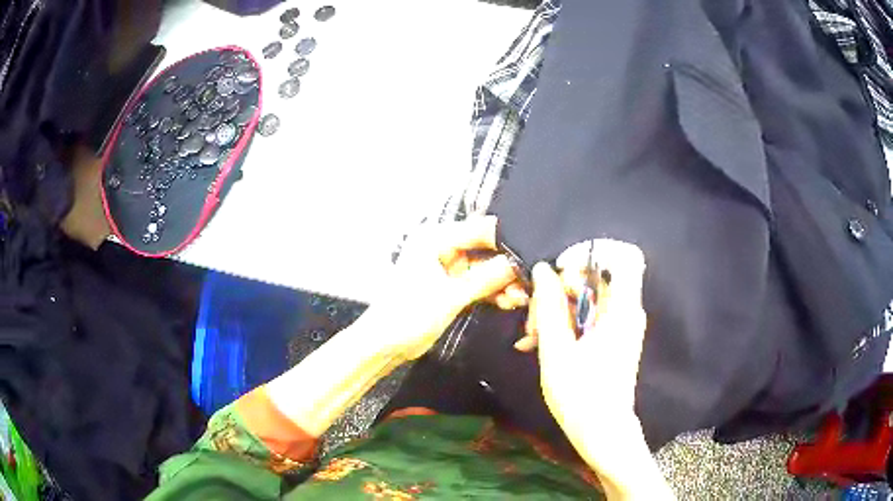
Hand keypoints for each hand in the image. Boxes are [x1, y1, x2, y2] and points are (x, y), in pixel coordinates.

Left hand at [371, 216, 524, 361]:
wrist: (385, 344)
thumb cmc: (408, 315)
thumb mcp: (450, 296)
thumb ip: (486, 278)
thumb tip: (518, 263)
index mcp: (436, 238)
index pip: (481, 229)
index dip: (508, 241)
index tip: (532, 256)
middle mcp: (443, 246)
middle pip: (486, 249)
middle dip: (508, 266)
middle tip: (530, 283)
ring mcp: (448, 267)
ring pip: (485, 268)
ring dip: (503, 282)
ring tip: (521, 298)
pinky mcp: (452, 286)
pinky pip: (479, 282)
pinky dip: (493, 292)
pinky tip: (510, 302)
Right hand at [529, 240, 648, 474]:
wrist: (602, 432)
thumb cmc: (581, 395)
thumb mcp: (557, 351)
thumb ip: (550, 306)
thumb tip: (543, 269)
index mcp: (623, 310)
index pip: (622, 256)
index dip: (590, 254)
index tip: (560, 272)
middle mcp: (628, 311)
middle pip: (596, 277)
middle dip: (560, 290)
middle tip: (534, 320)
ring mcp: (621, 325)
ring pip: (587, 297)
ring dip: (557, 310)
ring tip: (530, 337)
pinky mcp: (613, 337)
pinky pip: (589, 315)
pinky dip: (565, 323)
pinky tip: (539, 343)